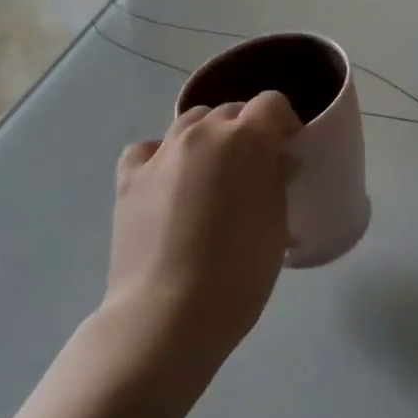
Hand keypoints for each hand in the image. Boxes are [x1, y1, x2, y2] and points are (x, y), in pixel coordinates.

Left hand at [104, 93, 302, 374]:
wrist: (169, 313)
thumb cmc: (238, 273)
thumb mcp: (276, 226)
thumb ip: (277, 181)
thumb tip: (276, 160)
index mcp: (246, 139)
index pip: (272, 104)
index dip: (284, 122)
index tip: (288, 151)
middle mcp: (201, 133)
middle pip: (230, 111)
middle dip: (246, 131)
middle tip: (252, 170)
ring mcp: (161, 152)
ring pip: (189, 123)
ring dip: (207, 139)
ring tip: (211, 176)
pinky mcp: (129, 176)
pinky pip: (149, 149)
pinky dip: (162, 157)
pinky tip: (167, 183)